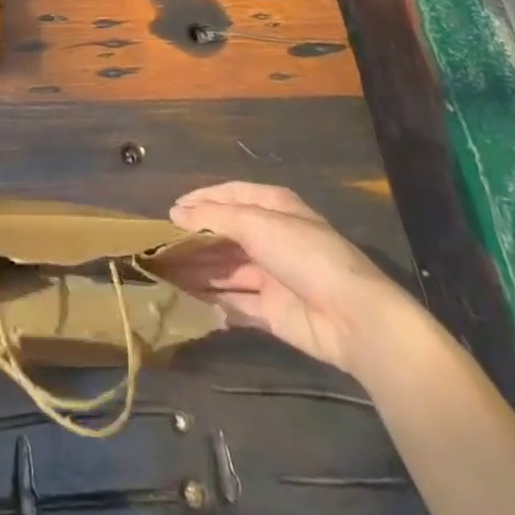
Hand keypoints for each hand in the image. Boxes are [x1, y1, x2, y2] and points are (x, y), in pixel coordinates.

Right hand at [166, 182, 413, 374]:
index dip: (201, 200)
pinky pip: (238, 303)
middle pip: (226, 236)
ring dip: (200, 271)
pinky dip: (216, 302)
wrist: (353, 317)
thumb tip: (175, 212)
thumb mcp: (255, 224)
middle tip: (160, 247)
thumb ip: (212, 217)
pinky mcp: (273, 312)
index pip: (230, 196)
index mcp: (273, 208)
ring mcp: (273, 276)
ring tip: (167, 274)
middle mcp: (272, 238)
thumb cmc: (303, 254)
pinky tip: (190, 302)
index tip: (171, 210)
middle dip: (195, 240)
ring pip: (228, 270)